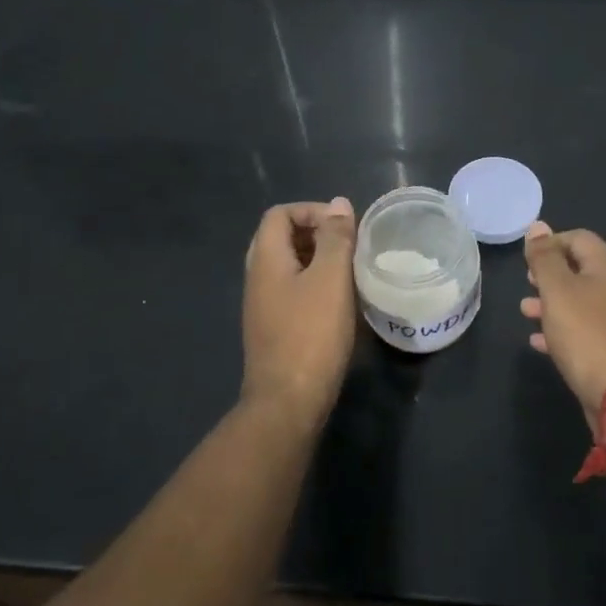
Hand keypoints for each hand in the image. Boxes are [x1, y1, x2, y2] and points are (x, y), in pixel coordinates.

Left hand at [241, 198, 356, 428]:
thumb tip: (338, 204)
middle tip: (348, 246)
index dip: (311, 210)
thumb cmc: (311, 334)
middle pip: (280, 238)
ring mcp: (262, 305)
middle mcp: (257, 278)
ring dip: (317, 260)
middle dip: (316, 234)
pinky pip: (291, 290)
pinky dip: (313, 284)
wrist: (288, 401)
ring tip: (348, 271)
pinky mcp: (273, 328)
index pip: (279, 214)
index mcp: (265, 259)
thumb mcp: (331, 279)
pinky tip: (338, 302)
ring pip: (288, 266)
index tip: (343, 227)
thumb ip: (335, 238)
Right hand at [520, 221, 605, 431]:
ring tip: (525, 311)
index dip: (552, 242)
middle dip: (550, 274)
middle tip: (527, 282)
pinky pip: (582, 331)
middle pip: (580, 270)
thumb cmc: (586, 334)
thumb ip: (545, 258)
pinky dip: (560, 330)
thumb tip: (538, 226)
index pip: (579, 238)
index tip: (528, 259)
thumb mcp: (558, 290)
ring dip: (551, 303)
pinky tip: (539, 341)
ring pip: (579, 302)